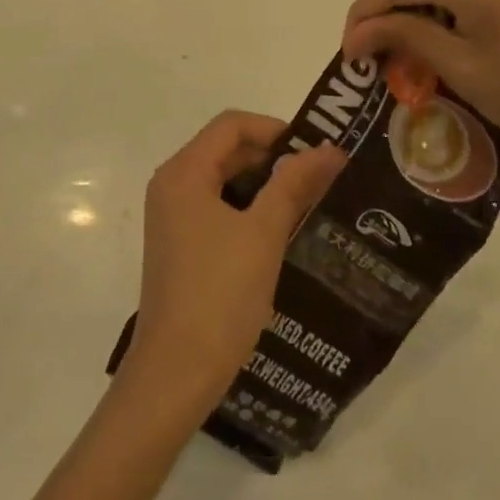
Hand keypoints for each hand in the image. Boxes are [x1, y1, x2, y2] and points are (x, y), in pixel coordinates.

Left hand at [129, 111, 344, 408]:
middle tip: (318, 175)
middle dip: (271, 156)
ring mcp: (171, 216)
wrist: (175, 374)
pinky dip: (246, 208)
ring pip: (221, 179)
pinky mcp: (178, 243)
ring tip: (306, 200)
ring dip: (261, 183)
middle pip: (224, 149)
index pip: (230, 125)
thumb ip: (293, 184)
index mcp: (184, 172)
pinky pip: (215, 207)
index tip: (314, 150)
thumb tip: (328, 148)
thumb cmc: (219, 295)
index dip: (274, 129)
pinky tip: (278, 230)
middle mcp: (171, 184)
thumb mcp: (263, 234)